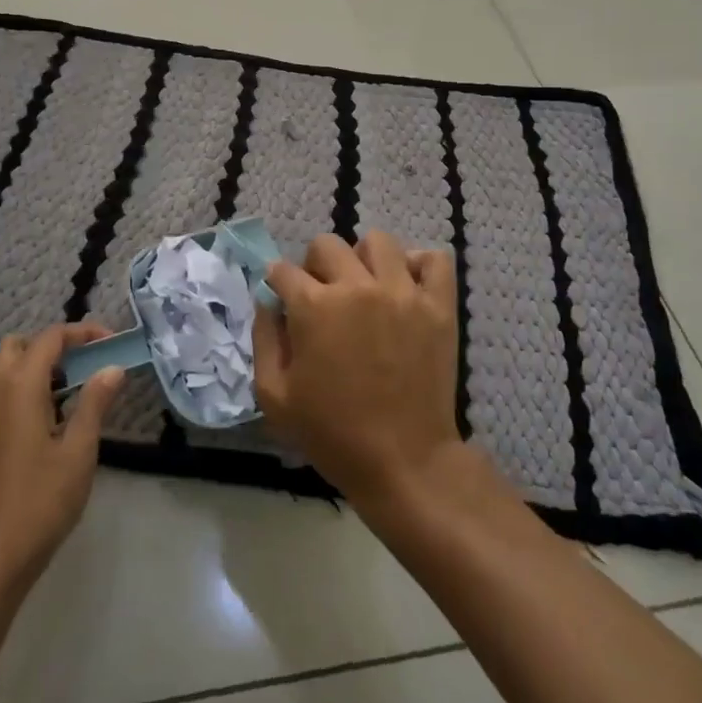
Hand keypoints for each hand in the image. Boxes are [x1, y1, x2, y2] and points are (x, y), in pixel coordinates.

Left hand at [0, 322, 125, 585]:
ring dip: (40, 367)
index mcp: (19, 386)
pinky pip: (3, 393)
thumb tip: (112, 368)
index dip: (82, 332)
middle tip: (87, 364)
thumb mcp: (78, 451)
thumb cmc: (40, 501)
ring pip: (8, 369)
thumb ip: (95, 402)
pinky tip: (54, 420)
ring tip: (77, 391)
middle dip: (54, 345)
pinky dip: (28, 389)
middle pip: (20, 345)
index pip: (50, 338)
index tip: (112, 342)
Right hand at [254, 232, 462, 506]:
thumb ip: (264, 339)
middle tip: (322, 296)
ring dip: (362, 258)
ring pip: (378, 241)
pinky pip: (434, 260)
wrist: (403, 461)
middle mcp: (356, 287)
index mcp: (313, 306)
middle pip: (327, 244)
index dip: (278, 283)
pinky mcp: (437, 306)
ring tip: (364, 286)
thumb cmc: (332, 433)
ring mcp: (402, 292)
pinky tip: (404, 286)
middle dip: (314, 265)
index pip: (283, 270)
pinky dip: (418, 265)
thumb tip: (268, 301)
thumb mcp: (274, 396)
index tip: (284, 299)